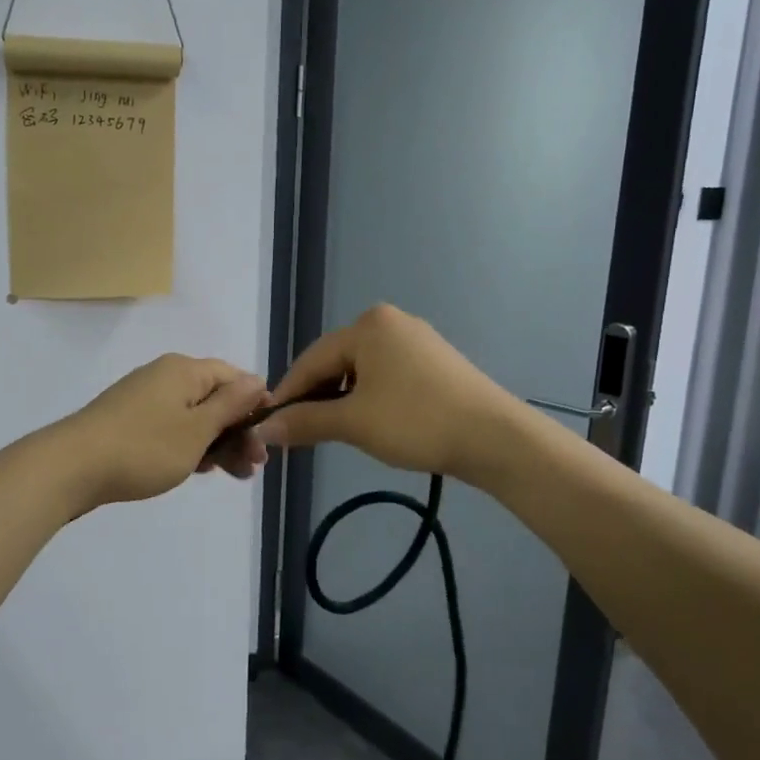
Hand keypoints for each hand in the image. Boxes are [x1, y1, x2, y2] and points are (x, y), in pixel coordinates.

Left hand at [58, 355, 269, 508]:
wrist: (72, 467)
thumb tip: (256, 380)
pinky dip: (189, 446)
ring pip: (193, 417)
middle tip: (254, 466)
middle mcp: (164, 376)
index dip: (254, 402)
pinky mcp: (128, 422)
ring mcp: (143, 399)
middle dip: (238, 431)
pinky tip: (198, 470)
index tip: (267, 435)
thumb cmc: (145, 447)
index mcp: (184, 370)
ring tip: (234, 475)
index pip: (232, 376)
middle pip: (214, 398)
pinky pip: (171, 428)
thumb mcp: (197, 429)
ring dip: (216, 443)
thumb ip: (230, 405)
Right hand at [259, 305, 524, 483]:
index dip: (288, 394)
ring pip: (361, 370)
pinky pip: (386, 375)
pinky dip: (368, 398)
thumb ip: (305, 421)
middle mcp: (390, 322)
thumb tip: (264, 429)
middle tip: (298, 433)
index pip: (311, 360)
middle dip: (315, 397)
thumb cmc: (416, 421)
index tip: (269, 425)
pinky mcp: (435, 361)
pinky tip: (367, 421)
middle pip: (336, 361)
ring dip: (341, 400)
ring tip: (330, 431)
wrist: (494, 438)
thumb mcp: (353, 422)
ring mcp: (416, 340)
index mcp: (368, 325)